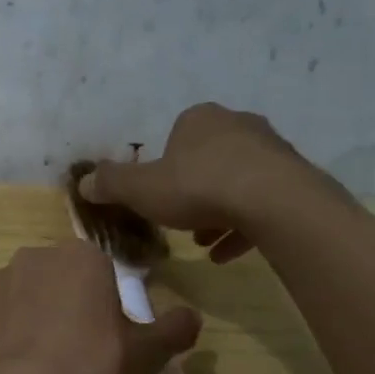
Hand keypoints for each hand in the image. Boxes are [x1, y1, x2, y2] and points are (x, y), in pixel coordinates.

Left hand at [0, 243, 199, 373]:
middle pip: (57, 282)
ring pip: (20, 298)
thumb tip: (192, 317)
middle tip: (74, 355)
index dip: (105, 308)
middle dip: (66, 309)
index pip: (100, 274)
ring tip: (37, 367)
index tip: (106, 342)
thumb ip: (173, 330)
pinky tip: (8, 370)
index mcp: (80, 257)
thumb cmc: (89, 369)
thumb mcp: (144, 355)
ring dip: (30, 321)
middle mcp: (33, 256)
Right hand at [77, 103, 344, 263]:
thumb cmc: (198, 186)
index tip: (158, 194)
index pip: (177, 136)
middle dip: (193, 189)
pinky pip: (262, 202)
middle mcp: (237, 125)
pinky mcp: (294, 178)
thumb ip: (111, 185)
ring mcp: (270, 150)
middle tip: (180, 219)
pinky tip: (227, 254)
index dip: (164, 166)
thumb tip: (80, 182)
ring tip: (203, 242)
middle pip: (208, 158)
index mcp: (200, 120)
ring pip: (236, 181)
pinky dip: (243, 225)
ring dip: (218, 210)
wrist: (271, 200)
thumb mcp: (141, 189)